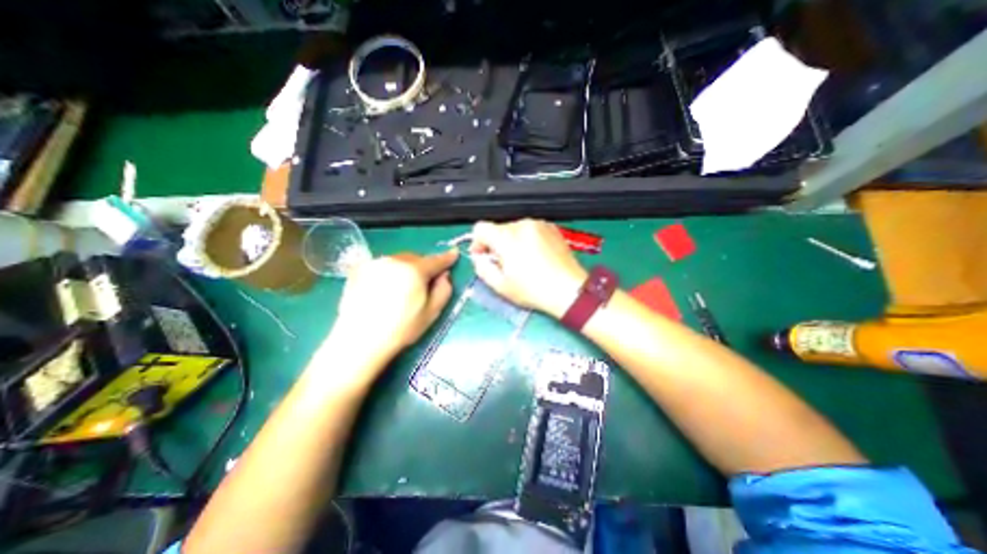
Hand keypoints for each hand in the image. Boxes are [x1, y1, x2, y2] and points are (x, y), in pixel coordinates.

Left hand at [328, 249, 456, 360]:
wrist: (360, 340)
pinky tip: (385, 288)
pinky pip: (383, 265)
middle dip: (423, 266)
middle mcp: (395, 261)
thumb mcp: (432, 312)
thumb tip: (444, 275)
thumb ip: (444, 290)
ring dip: (406, 268)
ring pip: (399, 260)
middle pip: (416, 258)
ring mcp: (375, 263)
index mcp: (414, 271)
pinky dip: (389, 271)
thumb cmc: (402, 329)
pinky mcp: (359, 269)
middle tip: (424, 282)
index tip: (454, 254)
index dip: (446, 258)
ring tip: (403, 287)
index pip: (435, 260)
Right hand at [469, 218, 582, 316]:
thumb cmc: (534, 290)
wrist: (569, 290)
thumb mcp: (500, 286)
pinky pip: (530, 230)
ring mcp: (539, 225)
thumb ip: (482, 268)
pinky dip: (527, 240)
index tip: (483, 256)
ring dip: (512, 242)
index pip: (480, 228)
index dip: (478, 242)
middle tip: (504, 264)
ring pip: (515, 229)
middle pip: (498, 229)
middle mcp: (522, 225)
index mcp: (507, 237)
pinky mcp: (551, 228)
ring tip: (522, 262)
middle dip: (496, 244)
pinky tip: (535, 257)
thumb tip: (479, 258)